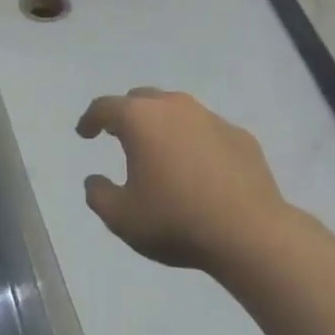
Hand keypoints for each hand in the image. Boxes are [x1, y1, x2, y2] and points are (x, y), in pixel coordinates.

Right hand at [76, 88, 285, 270]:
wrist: (250, 234)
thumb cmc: (176, 221)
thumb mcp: (121, 218)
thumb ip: (98, 195)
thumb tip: (94, 181)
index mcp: (140, 119)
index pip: (105, 107)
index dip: (90, 119)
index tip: (84, 133)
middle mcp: (175, 107)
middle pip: (141, 100)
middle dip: (126, 115)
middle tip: (119, 136)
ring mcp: (212, 118)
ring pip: (177, 111)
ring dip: (162, 126)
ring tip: (159, 152)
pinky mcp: (240, 136)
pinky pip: (206, 131)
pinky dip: (193, 142)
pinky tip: (197, 169)